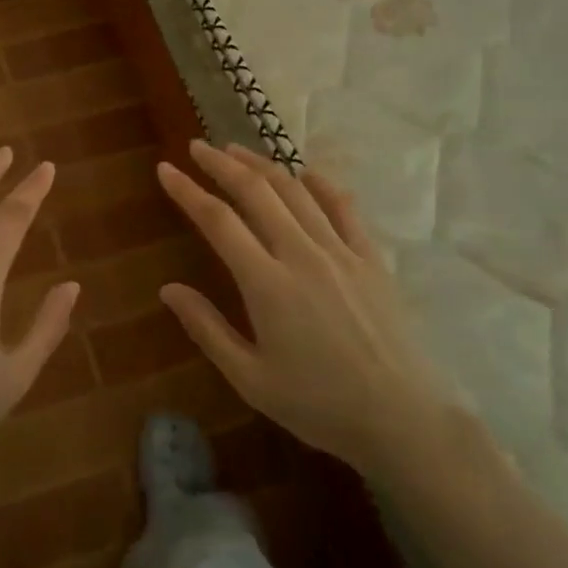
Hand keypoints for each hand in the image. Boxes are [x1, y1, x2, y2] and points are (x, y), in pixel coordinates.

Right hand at [155, 141, 448, 475]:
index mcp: (267, 284)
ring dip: (262, 164)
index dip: (187, 191)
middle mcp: (301, 254)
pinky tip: (305, 173)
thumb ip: (207, 329)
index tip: (165, 169)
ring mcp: (340, 251)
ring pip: (295, 191)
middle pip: (255, 192)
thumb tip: (168, 289)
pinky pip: (343, 207)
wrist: (402, 420)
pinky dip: (320, 184)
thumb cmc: (319, 406)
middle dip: (221, 164)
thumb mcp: (250, 379)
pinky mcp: (371, 258)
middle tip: (197, 147)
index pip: (217, 221)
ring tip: (237, 150)